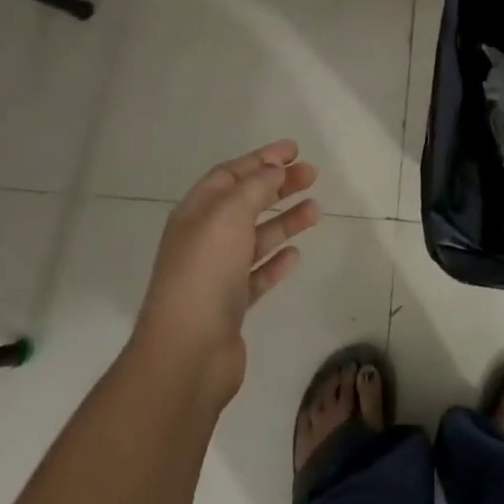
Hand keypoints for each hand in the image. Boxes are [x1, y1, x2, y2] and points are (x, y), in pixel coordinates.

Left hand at [134, 140, 321, 401]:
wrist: (187, 353)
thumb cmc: (205, 273)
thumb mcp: (228, 216)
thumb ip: (254, 187)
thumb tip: (273, 167)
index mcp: (196, 213)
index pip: (230, 175)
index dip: (261, 159)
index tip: (294, 150)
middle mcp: (204, 239)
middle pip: (245, 203)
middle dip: (278, 186)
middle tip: (312, 174)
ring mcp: (216, 274)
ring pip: (255, 237)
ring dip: (284, 221)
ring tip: (316, 210)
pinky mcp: (231, 305)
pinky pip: (257, 274)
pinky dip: (276, 261)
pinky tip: (296, 255)